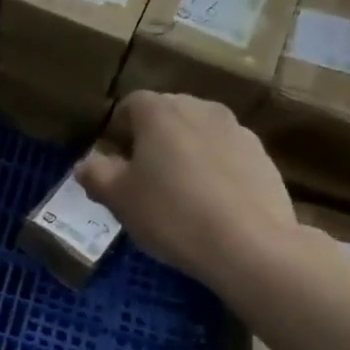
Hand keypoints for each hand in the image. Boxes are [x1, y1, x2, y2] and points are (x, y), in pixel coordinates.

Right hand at [76, 91, 297, 294]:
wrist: (250, 246)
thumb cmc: (172, 214)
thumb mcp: (119, 199)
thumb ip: (96, 175)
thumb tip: (85, 163)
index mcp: (160, 112)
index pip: (132, 104)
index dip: (120, 128)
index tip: (115, 158)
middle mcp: (200, 109)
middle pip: (168, 114)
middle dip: (153, 137)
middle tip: (143, 176)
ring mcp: (237, 130)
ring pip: (200, 133)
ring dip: (186, 151)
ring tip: (180, 191)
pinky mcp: (263, 156)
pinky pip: (226, 154)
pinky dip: (215, 169)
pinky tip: (212, 204)